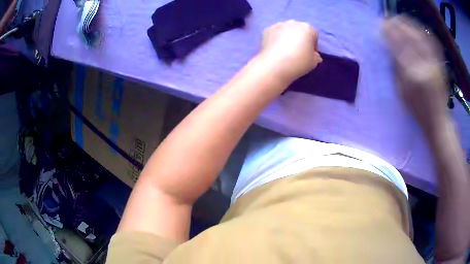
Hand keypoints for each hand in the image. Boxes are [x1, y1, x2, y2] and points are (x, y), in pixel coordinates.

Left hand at [257, 20, 321, 84]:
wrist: (274, 65)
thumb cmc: (298, 62)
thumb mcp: (313, 62)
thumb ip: (316, 56)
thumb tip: (315, 56)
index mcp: (307, 28)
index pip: (314, 34)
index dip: (313, 45)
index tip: (310, 54)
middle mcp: (293, 22)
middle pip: (299, 29)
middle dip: (300, 38)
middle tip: (298, 51)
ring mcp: (278, 25)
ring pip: (286, 29)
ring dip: (288, 37)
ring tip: (286, 50)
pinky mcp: (267, 30)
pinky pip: (275, 33)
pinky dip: (276, 39)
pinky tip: (275, 49)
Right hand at [383, 16, 448, 132]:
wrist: (438, 122)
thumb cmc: (418, 111)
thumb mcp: (402, 93)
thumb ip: (396, 69)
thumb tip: (390, 49)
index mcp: (412, 76)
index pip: (398, 47)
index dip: (389, 33)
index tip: (381, 25)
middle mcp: (425, 67)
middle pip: (410, 38)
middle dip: (398, 25)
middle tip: (389, 19)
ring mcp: (434, 65)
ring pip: (422, 37)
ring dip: (410, 25)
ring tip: (401, 19)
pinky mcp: (440, 65)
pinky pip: (433, 43)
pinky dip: (425, 32)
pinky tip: (418, 27)